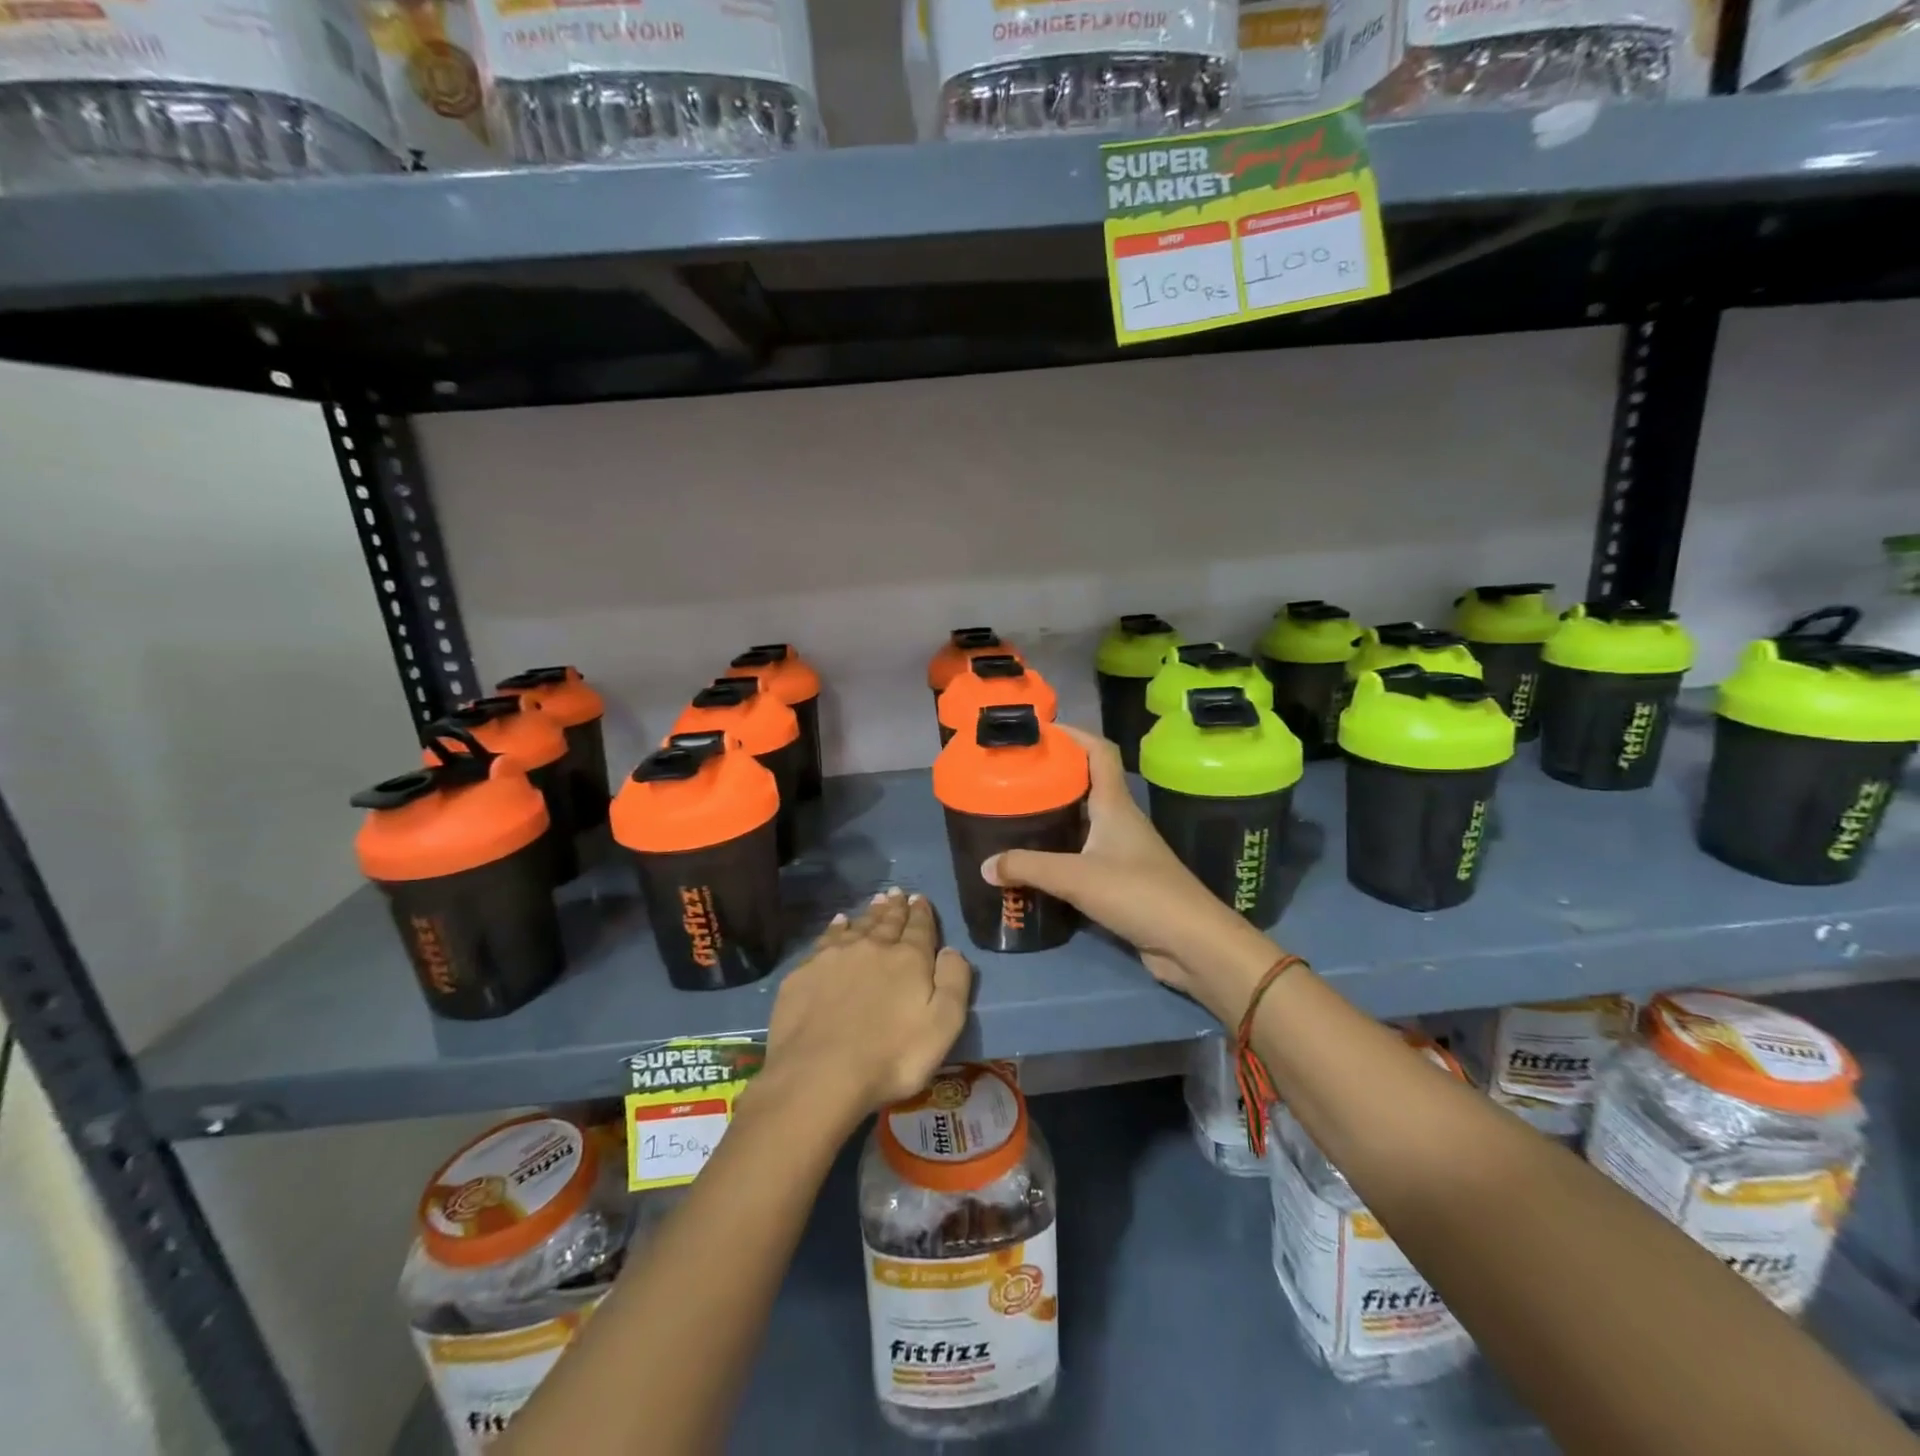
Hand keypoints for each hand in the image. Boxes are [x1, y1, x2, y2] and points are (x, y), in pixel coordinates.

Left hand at [760, 888, 972, 1118]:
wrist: (819, 1074)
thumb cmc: (891, 1056)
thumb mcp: (943, 1026)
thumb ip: (954, 982)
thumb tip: (952, 950)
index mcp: (909, 959)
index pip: (919, 927)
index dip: (921, 912)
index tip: (920, 898)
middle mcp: (872, 947)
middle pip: (887, 922)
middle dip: (895, 908)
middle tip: (897, 893)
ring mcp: (834, 957)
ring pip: (857, 926)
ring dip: (869, 914)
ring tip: (875, 902)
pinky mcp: (805, 973)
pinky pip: (826, 939)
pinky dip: (836, 927)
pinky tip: (838, 923)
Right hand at [982, 725, 1276, 1023]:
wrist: (1192, 943)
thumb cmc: (1139, 894)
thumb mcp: (1077, 877)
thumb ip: (1028, 867)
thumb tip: (985, 865)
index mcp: (1115, 805)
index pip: (1099, 752)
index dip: (1074, 734)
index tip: (1040, 730)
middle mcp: (1120, 820)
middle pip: (1086, 784)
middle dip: (1053, 775)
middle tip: (1013, 777)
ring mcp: (1123, 851)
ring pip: (1084, 821)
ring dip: (1055, 815)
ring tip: (1015, 815)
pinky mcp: (1121, 881)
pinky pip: (1084, 855)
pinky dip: (1061, 852)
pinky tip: (1036, 862)